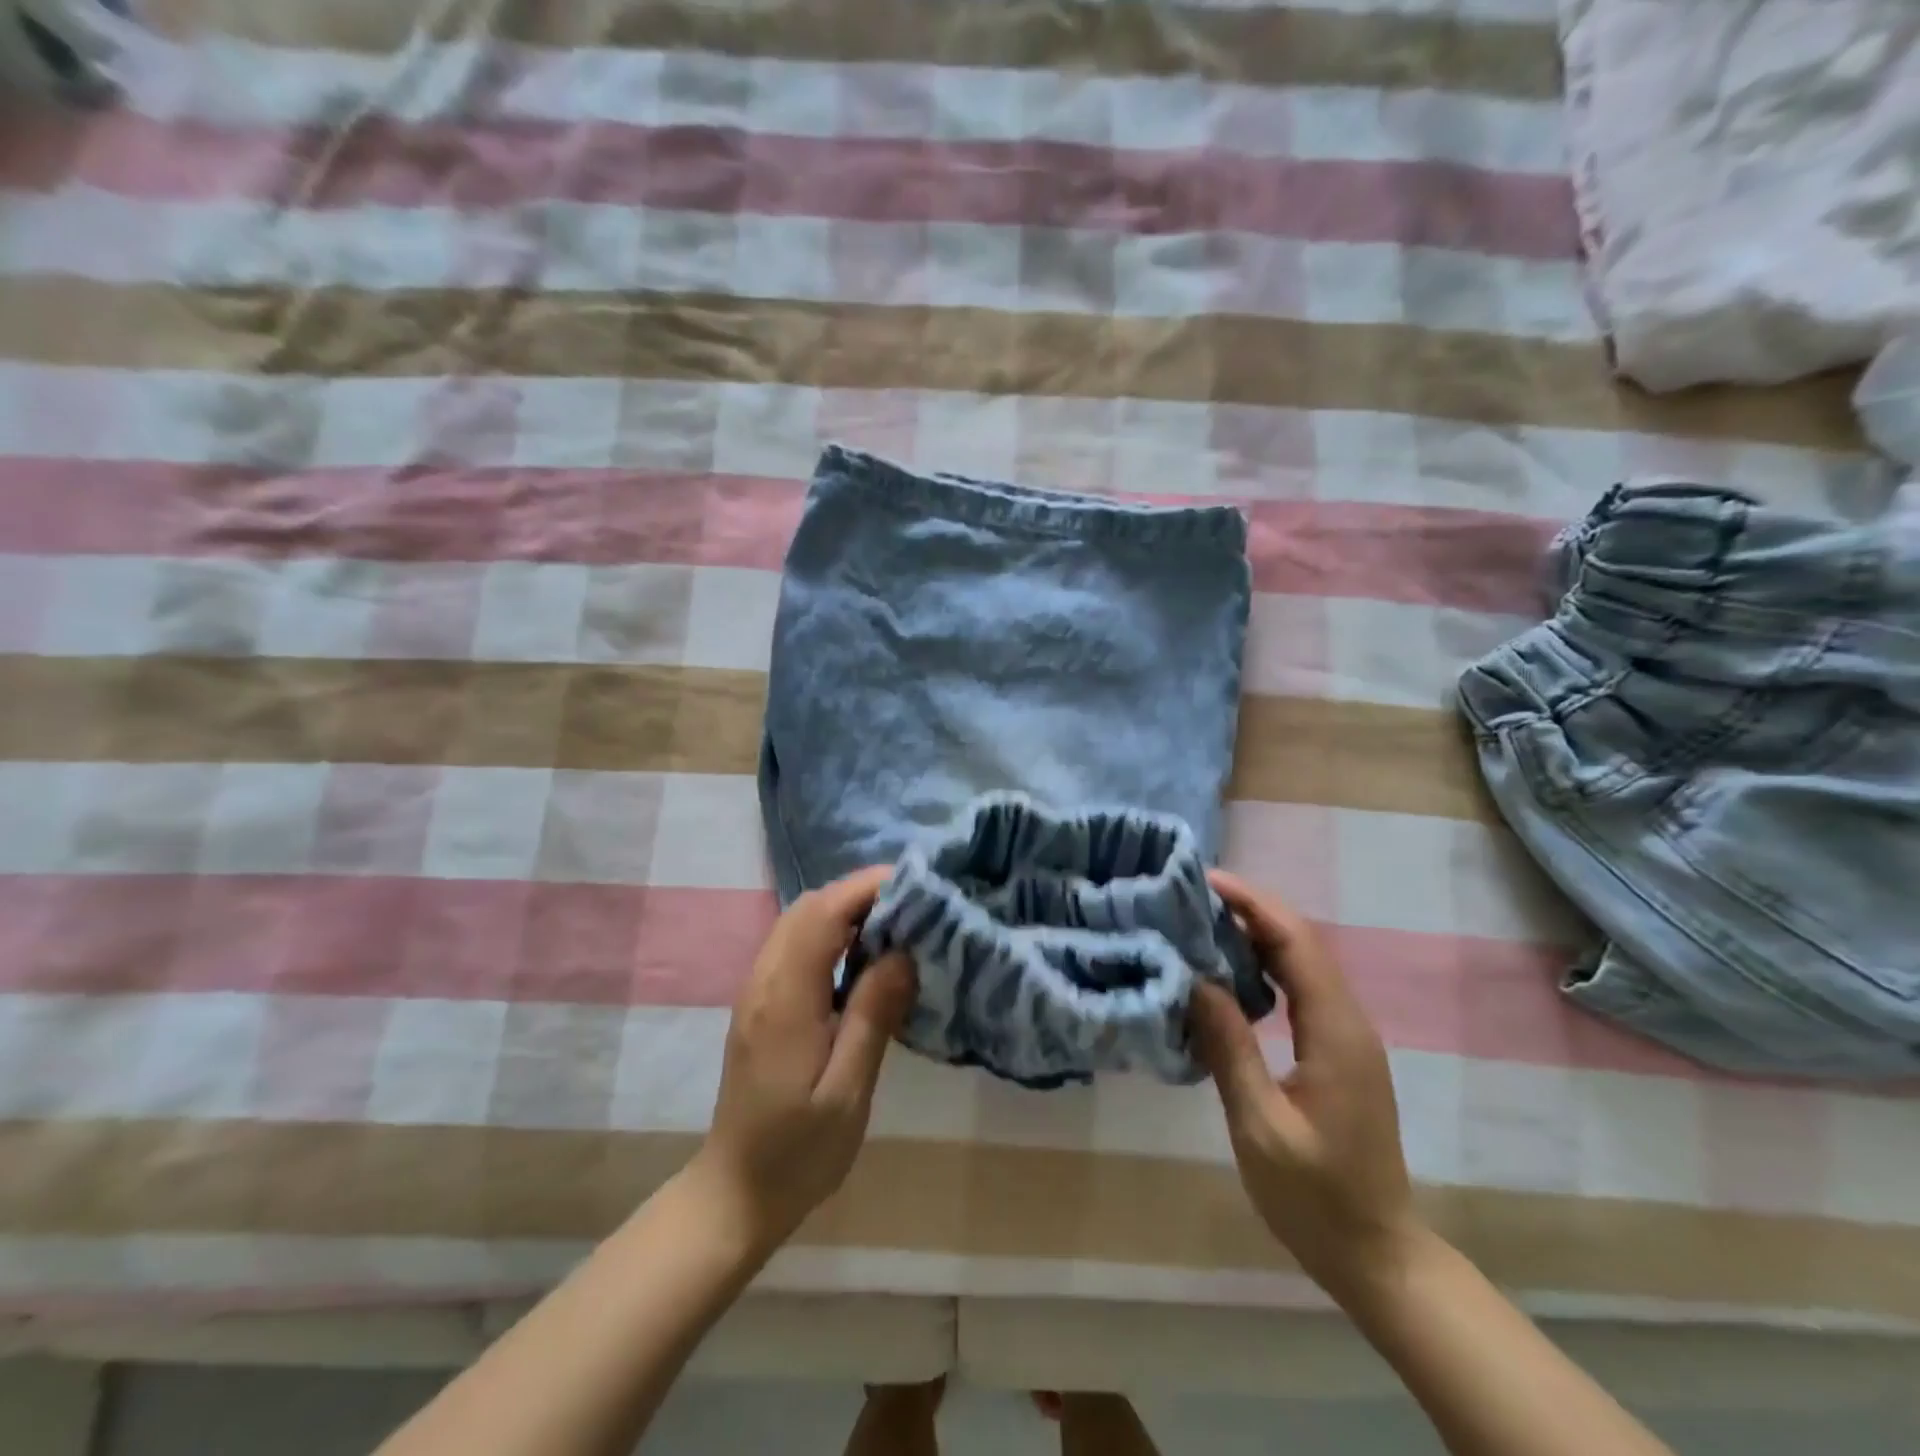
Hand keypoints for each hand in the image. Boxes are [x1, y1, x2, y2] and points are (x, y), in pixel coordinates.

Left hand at [689, 867, 916, 1256]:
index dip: (865, 888)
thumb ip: (873, 1015)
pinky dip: (830, 932)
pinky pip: (795, 945)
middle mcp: (764, 982)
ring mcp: (757, 990)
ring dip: (844, 910)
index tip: (914, 884)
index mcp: (786, 999)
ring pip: (798, 922)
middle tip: (912, 905)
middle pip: (807, 907)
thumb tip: (903, 952)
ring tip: (896, 925)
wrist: (735, 1193)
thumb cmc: (799, 1151)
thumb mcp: (848, 1091)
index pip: (822, 914)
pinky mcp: (760, 1003)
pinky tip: (862, 957)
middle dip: (859, 893)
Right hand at [1189, 871, 1419, 1307]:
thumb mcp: (1260, 1127)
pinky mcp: (1338, 1051)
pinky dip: (1265, 965)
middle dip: (1252, 909)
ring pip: (1303, 962)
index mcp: (1336, 1033)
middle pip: (1303, 942)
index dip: (1254, 905)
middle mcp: (1349, 1022)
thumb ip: (1229, 1049)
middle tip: (1192, 895)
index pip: (1297, 944)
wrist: (1377, 1254)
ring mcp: (1347, 1036)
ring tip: (1202, 922)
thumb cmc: (1315, 1198)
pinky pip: (1302, 988)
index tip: (1206, 881)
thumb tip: (1196, 980)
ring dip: (1257, 933)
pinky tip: (1230, 972)